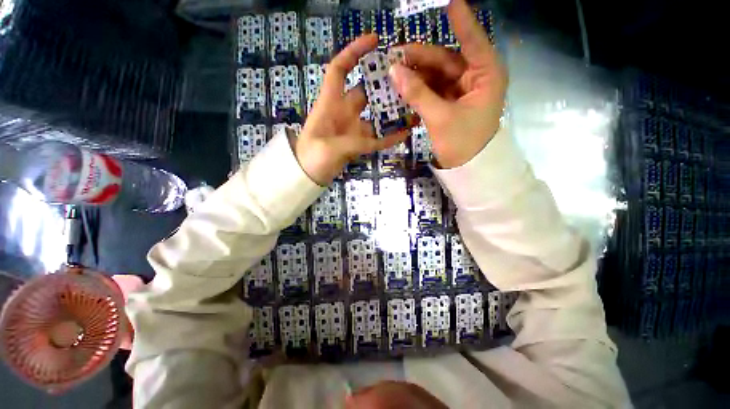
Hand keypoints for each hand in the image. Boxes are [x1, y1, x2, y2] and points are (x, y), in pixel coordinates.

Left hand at [295, 34, 408, 184]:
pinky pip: (377, 138)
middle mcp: (343, 112)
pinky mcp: (358, 144)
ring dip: (391, 112)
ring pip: (374, 116)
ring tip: (412, 108)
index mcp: (330, 103)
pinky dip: (390, 136)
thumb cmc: (310, 157)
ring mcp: (352, 128)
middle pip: (364, 92)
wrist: (307, 175)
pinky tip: (405, 133)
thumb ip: (351, 142)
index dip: (353, 52)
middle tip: (406, 79)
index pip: (339, 70)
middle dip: (382, 84)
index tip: (374, 41)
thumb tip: (373, 139)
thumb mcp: (327, 148)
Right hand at [388, 0, 507, 168]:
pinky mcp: (450, 105)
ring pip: (436, 76)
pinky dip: (418, 90)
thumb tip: (394, 70)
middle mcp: (474, 79)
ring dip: (416, 75)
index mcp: (484, 76)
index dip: (461, 22)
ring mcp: (460, 93)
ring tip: (395, 72)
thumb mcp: (440, 117)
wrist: (467, 169)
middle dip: (422, 58)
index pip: (472, 41)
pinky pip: (432, 91)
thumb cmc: (462, 142)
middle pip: (446, 60)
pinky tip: (404, 88)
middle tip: (396, 55)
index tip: (450, 2)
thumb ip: (417, 93)